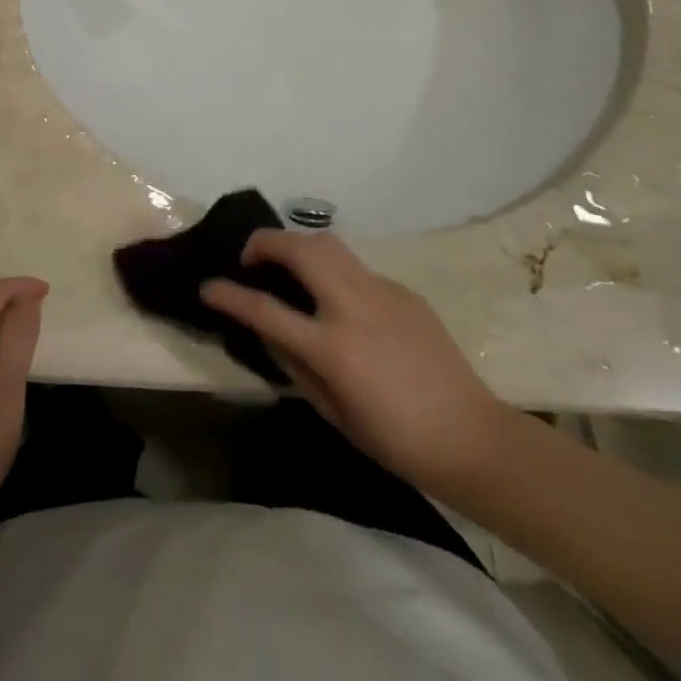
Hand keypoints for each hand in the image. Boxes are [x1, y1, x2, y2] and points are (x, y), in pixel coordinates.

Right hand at [201, 232, 506, 494]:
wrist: (472, 437)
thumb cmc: (394, 438)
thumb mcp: (330, 410)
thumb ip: (291, 363)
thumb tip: (265, 327)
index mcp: (332, 347)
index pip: (264, 308)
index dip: (228, 295)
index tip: (208, 287)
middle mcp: (353, 307)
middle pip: (298, 249)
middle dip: (263, 243)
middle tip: (252, 260)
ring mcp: (381, 292)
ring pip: (327, 243)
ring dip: (296, 245)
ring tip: (288, 267)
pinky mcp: (402, 290)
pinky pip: (356, 268)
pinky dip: (333, 271)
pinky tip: (339, 300)